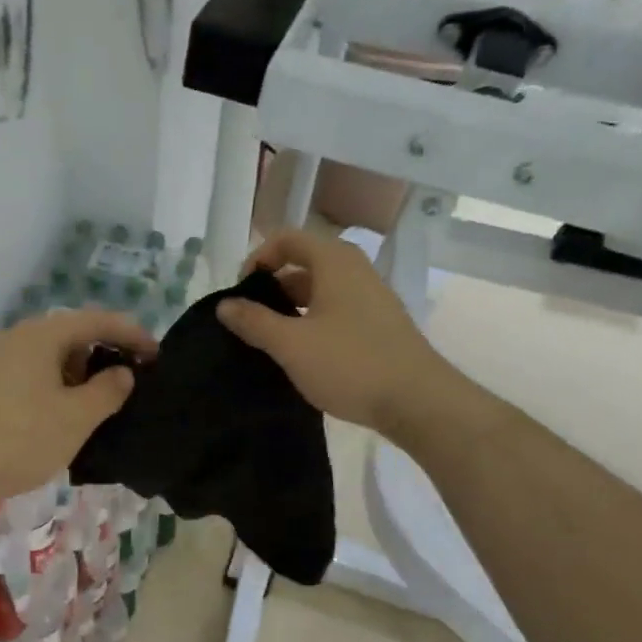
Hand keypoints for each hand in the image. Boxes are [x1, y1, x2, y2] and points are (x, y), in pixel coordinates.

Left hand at [0, 309, 153, 508]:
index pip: (96, 320)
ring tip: (102, 396)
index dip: (131, 333)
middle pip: (71, 332)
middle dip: (105, 350)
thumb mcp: (78, 416)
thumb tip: (123, 373)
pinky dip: (57, 381)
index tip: (156, 354)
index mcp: (41, 334)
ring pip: (50, 353)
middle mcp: (16, 336)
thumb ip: (109, 389)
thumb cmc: (24, 438)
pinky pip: (32, 370)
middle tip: (132, 375)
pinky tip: (66, 407)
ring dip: (80, 369)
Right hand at [216, 229, 471, 442]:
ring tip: (269, 340)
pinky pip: (335, 310)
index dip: (257, 259)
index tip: (240, 294)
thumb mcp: (291, 344)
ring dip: (290, 308)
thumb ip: (254, 321)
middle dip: (271, 287)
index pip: (286, 239)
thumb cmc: (350, 364)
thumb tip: (224, 304)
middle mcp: (355, 270)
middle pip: (303, 263)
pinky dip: (311, 322)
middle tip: (249, 320)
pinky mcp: (378, 324)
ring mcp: (371, 297)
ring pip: (319, 290)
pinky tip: (301, 354)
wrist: (418, 402)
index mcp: (334, 262)